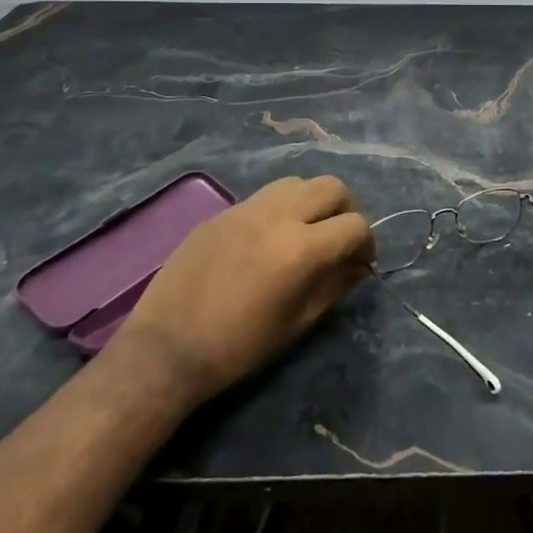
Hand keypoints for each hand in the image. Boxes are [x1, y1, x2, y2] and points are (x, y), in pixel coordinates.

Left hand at [112, 175, 374, 404]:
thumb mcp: (298, 322)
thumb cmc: (239, 347)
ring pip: (297, 183)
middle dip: (345, 210)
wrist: (166, 349)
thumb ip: (335, 285)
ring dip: (311, 202)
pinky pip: (264, 196)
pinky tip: (267, 240)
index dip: (367, 243)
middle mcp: (278, 216)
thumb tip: (358, 266)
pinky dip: (280, 208)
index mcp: (302, 248)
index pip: (355, 225)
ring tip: (304, 232)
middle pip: (331, 187)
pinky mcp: (221, 212)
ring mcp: (246, 209)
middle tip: (337, 239)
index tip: (361, 262)